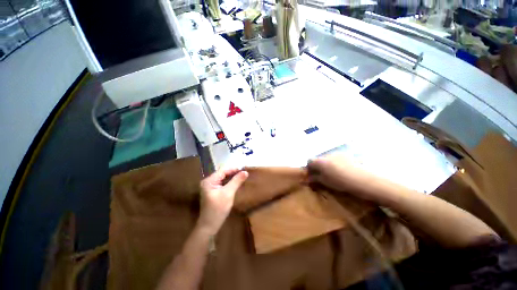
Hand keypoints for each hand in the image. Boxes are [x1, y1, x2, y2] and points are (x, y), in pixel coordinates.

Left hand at [197, 168, 248, 234]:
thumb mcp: (228, 193)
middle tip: (244, 173)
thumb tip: (245, 172)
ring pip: (223, 178)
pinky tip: (236, 183)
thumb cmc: (218, 209)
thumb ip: (236, 181)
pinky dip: (229, 182)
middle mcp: (208, 181)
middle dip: (233, 173)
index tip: (244, 169)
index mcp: (209, 181)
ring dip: (232, 177)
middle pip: (222, 174)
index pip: (223, 171)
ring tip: (242, 176)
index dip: (233, 169)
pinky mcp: (213, 191)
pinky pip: (222, 183)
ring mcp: (210, 187)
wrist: (209, 226)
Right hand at [308, 154, 387, 202]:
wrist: (363, 180)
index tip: (312, 175)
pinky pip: (336, 158)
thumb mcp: (325, 182)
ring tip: (333, 173)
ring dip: (327, 164)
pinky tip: (342, 170)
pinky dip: (335, 163)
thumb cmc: (341, 182)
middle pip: (318, 159)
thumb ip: (315, 178)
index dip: (309, 167)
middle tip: (322, 175)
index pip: (309, 161)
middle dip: (318, 166)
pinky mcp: (346, 155)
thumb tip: (308, 178)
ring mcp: (337, 153)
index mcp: (320, 161)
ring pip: (327, 158)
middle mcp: (327, 155)